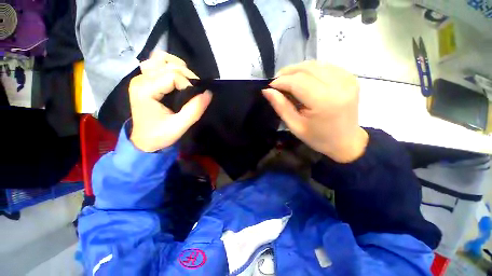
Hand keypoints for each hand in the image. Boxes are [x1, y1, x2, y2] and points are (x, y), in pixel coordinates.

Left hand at [129, 51, 211, 151]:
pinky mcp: (144, 80)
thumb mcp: (179, 126)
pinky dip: (169, 65)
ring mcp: (140, 78)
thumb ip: (194, 110)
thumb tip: (208, 93)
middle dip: (186, 75)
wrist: (144, 141)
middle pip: (168, 64)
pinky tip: (177, 76)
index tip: (194, 98)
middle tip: (194, 90)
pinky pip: (156, 63)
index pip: (172, 76)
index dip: (188, 85)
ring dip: (177, 66)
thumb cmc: (160, 135)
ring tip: (186, 81)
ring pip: (160, 58)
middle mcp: (140, 79)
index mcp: (145, 90)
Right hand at [263, 61, 367, 162]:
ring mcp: (347, 79)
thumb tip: (267, 91)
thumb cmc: (318, 138)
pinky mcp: (351, 77)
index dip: (280, 81)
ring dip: (298, 70)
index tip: (270, 86)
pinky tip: (305, 80)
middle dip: (287, 73)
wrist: (346, 141)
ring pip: (315, 64)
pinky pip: (325, 66)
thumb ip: (281, 106)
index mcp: (324, 101)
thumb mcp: (295, 126)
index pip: (297, 82)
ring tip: (288, 81)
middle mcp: (339, 85)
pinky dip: (311, 70)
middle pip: (306, 69)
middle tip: (277, 82)